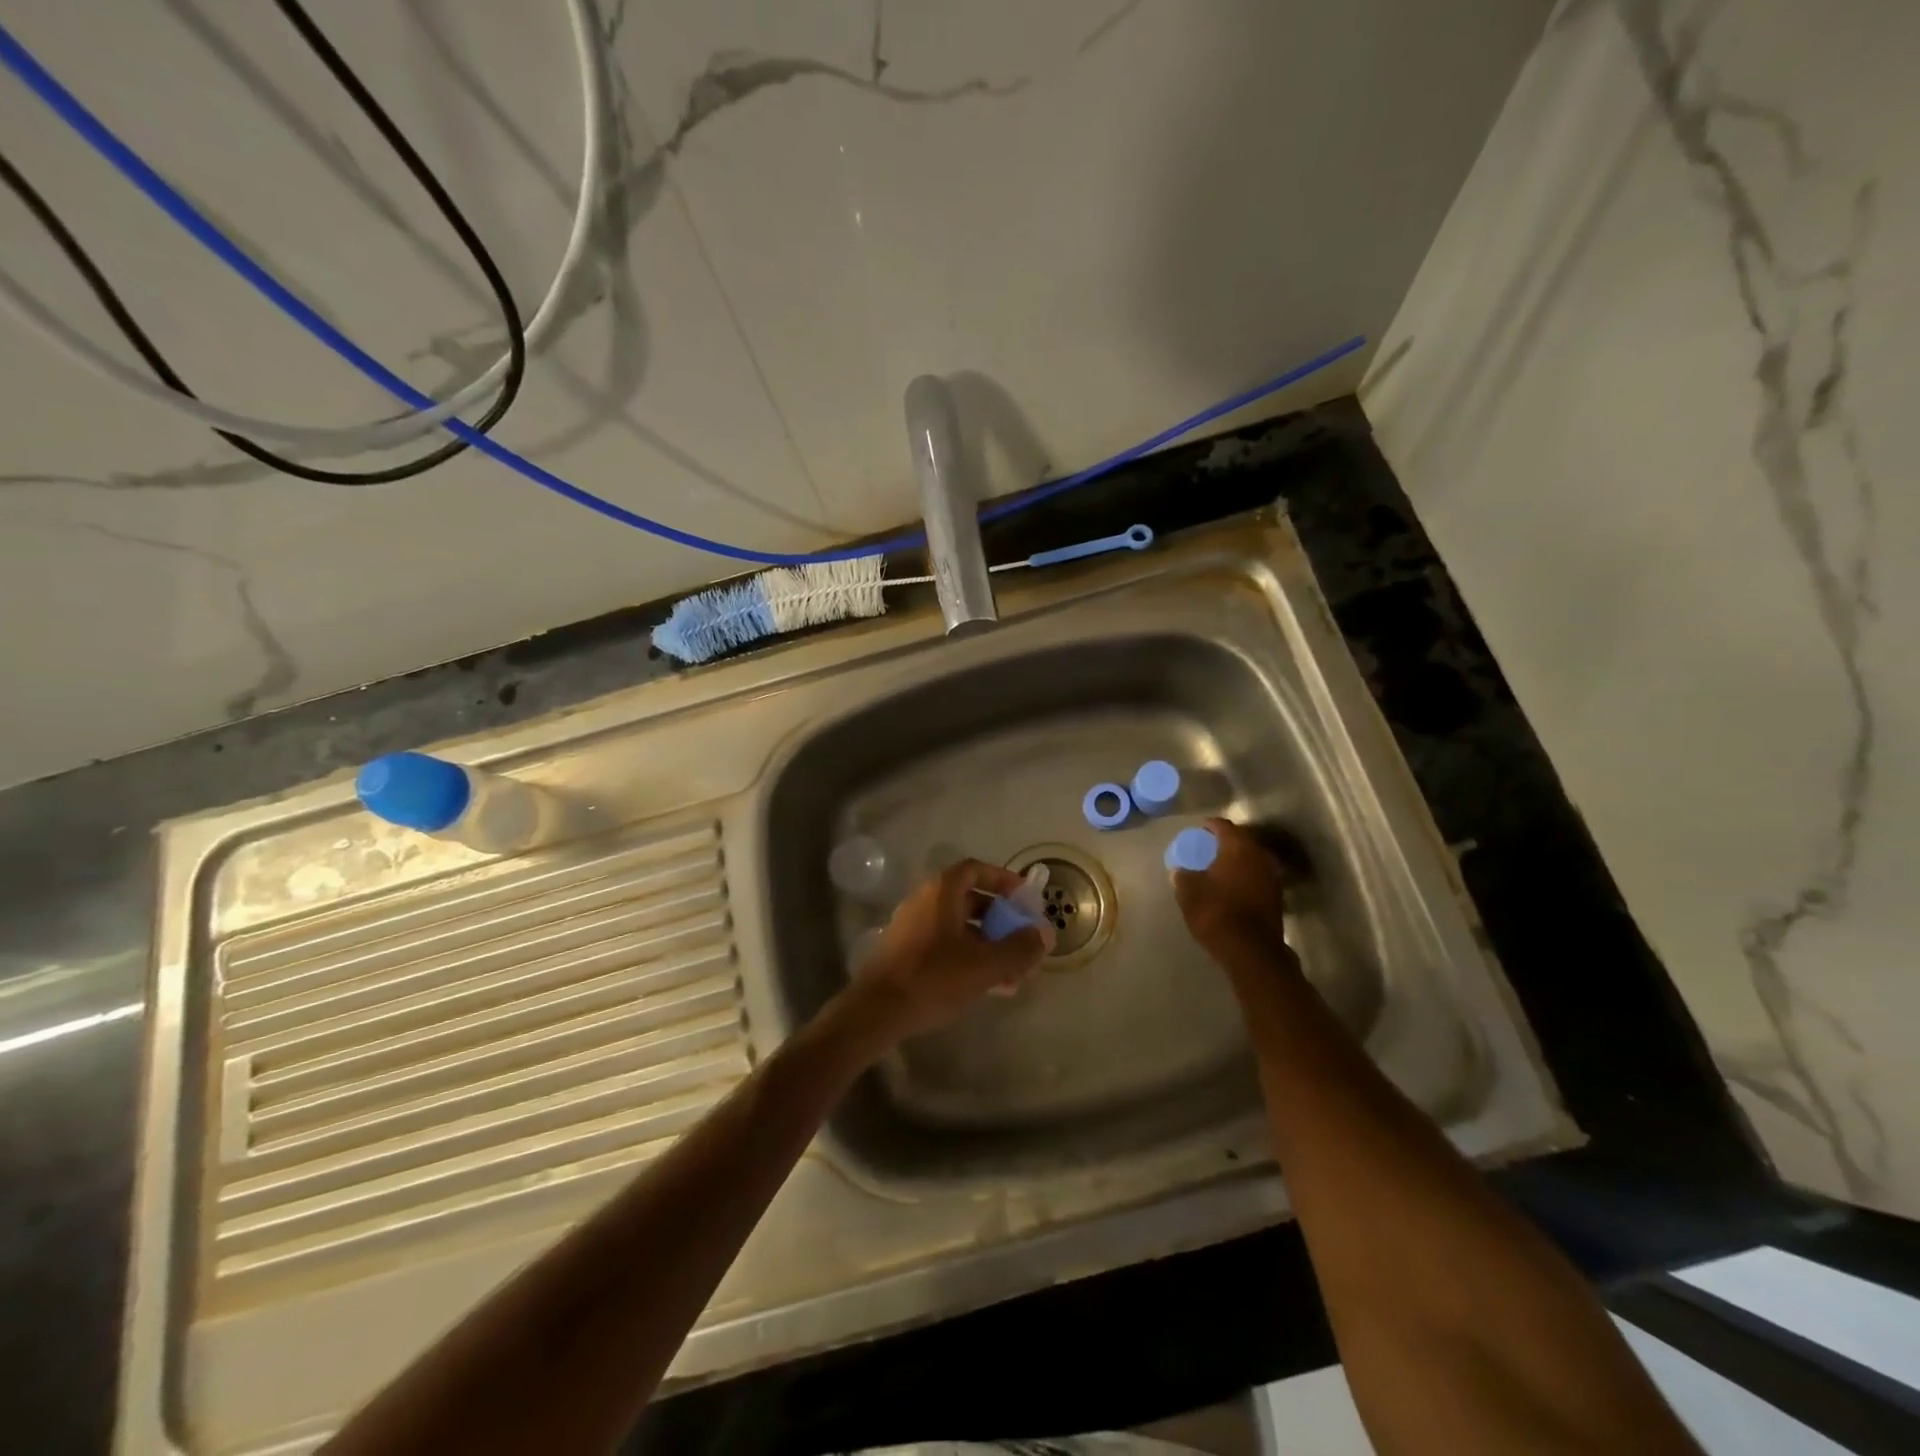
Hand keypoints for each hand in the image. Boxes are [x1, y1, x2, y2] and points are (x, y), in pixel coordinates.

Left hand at [845, 859, 1054, 1046]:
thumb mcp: (984, 965)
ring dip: (988, 943)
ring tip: (1014, 971)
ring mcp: (913, 927)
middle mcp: (925, 901)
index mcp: (941, 892)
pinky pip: (946, 945)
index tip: (1025, 897)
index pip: (976, 869)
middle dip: (1001, 919)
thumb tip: (1045, 933)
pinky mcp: (906, 952)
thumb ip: (1019, 948)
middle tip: (1023, 938)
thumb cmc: (933, 978)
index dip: (1003, 879)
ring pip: (960, 927)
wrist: (876, 1011)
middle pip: (970, 899)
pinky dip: (969, 956)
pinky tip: (990, 986)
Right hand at [1172, 817, 1294, 971]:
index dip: (1210, 825)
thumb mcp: (1189, 893)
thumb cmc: (1216, 913)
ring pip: (1253, 857)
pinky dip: (1246, 874)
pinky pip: (1258, 875)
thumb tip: (1180, 870)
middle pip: (1242, 839)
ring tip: (1221, 865)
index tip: (1199, 829)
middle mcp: (1259, 855)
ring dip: (1238, 858)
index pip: (1224, 826)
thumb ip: (1183, 877)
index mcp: (1238, 847)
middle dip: (1226, 840)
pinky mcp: (1277, 895)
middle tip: (1209, 845)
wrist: (1251, 950)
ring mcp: (1272, 875)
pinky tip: (1233, 884)